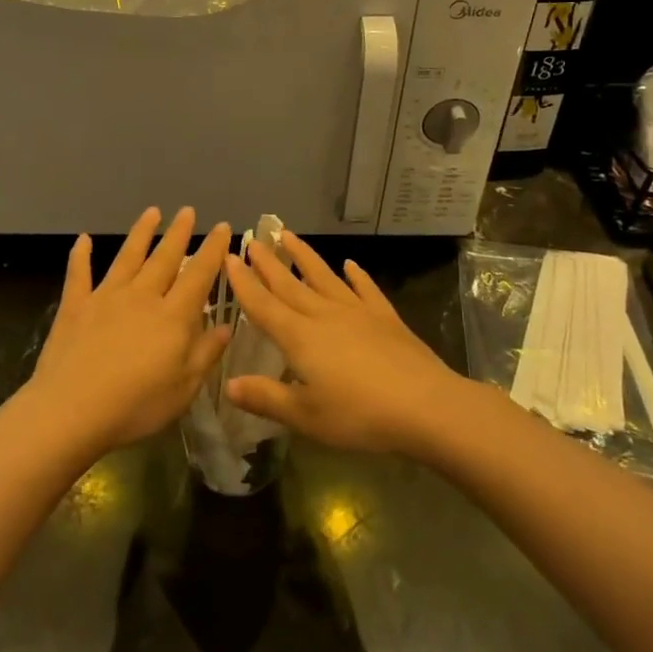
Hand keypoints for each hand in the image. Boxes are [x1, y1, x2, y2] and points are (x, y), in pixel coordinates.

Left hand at [25, 207, 230, 457]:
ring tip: (151, 212)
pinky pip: (79, 275)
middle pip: (164, 258)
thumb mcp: (184, 388)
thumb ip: (206, 353)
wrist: (71, 411)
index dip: (213, 250)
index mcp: (173, 315)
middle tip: (187, 210)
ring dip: (141, 233)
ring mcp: (106, 297)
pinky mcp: (75, 306)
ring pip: (128, 257)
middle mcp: (142, 296)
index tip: (223, 227)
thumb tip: (226, 325)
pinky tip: (82, 239)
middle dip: (178, 233)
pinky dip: (80, 256)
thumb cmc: (136, 405)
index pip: (199, 274)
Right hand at [222, 232, 462, 457]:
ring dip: (304, 256)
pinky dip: (357, 275)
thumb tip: (228, 384)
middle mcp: (324, 315)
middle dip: (268, 263)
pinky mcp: (385, 317)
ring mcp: (357, 312)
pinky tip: (350, 264)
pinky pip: (365, 289)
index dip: (244, 283)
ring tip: (288, 235)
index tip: (229, 258)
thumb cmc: (358, 415)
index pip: (263, 305)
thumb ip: (266, 398)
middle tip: (251, 240)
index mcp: (299, 337)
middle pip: (290, 285)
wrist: (424, 405)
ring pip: (324, 277)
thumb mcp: (305, 416)